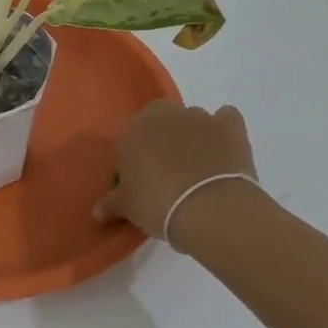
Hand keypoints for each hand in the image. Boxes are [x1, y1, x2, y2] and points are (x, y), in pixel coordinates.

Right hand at [95, 101, 257, 243]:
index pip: (130, 137)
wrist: (209, 208)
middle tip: (167, 170)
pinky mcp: (230, 125)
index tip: (142, 179)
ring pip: (191, 120)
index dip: (136, 157)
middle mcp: (164, 115)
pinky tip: (223, 151)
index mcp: (133, 130)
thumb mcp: (127, 208)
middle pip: (160, 119)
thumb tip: (97, 212)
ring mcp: (199, 117)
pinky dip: (224, 130)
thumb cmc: (158, 204)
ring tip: (199, 168)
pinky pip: (226, 119)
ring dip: (192, 136)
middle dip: (162, 138)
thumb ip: (111, 204)